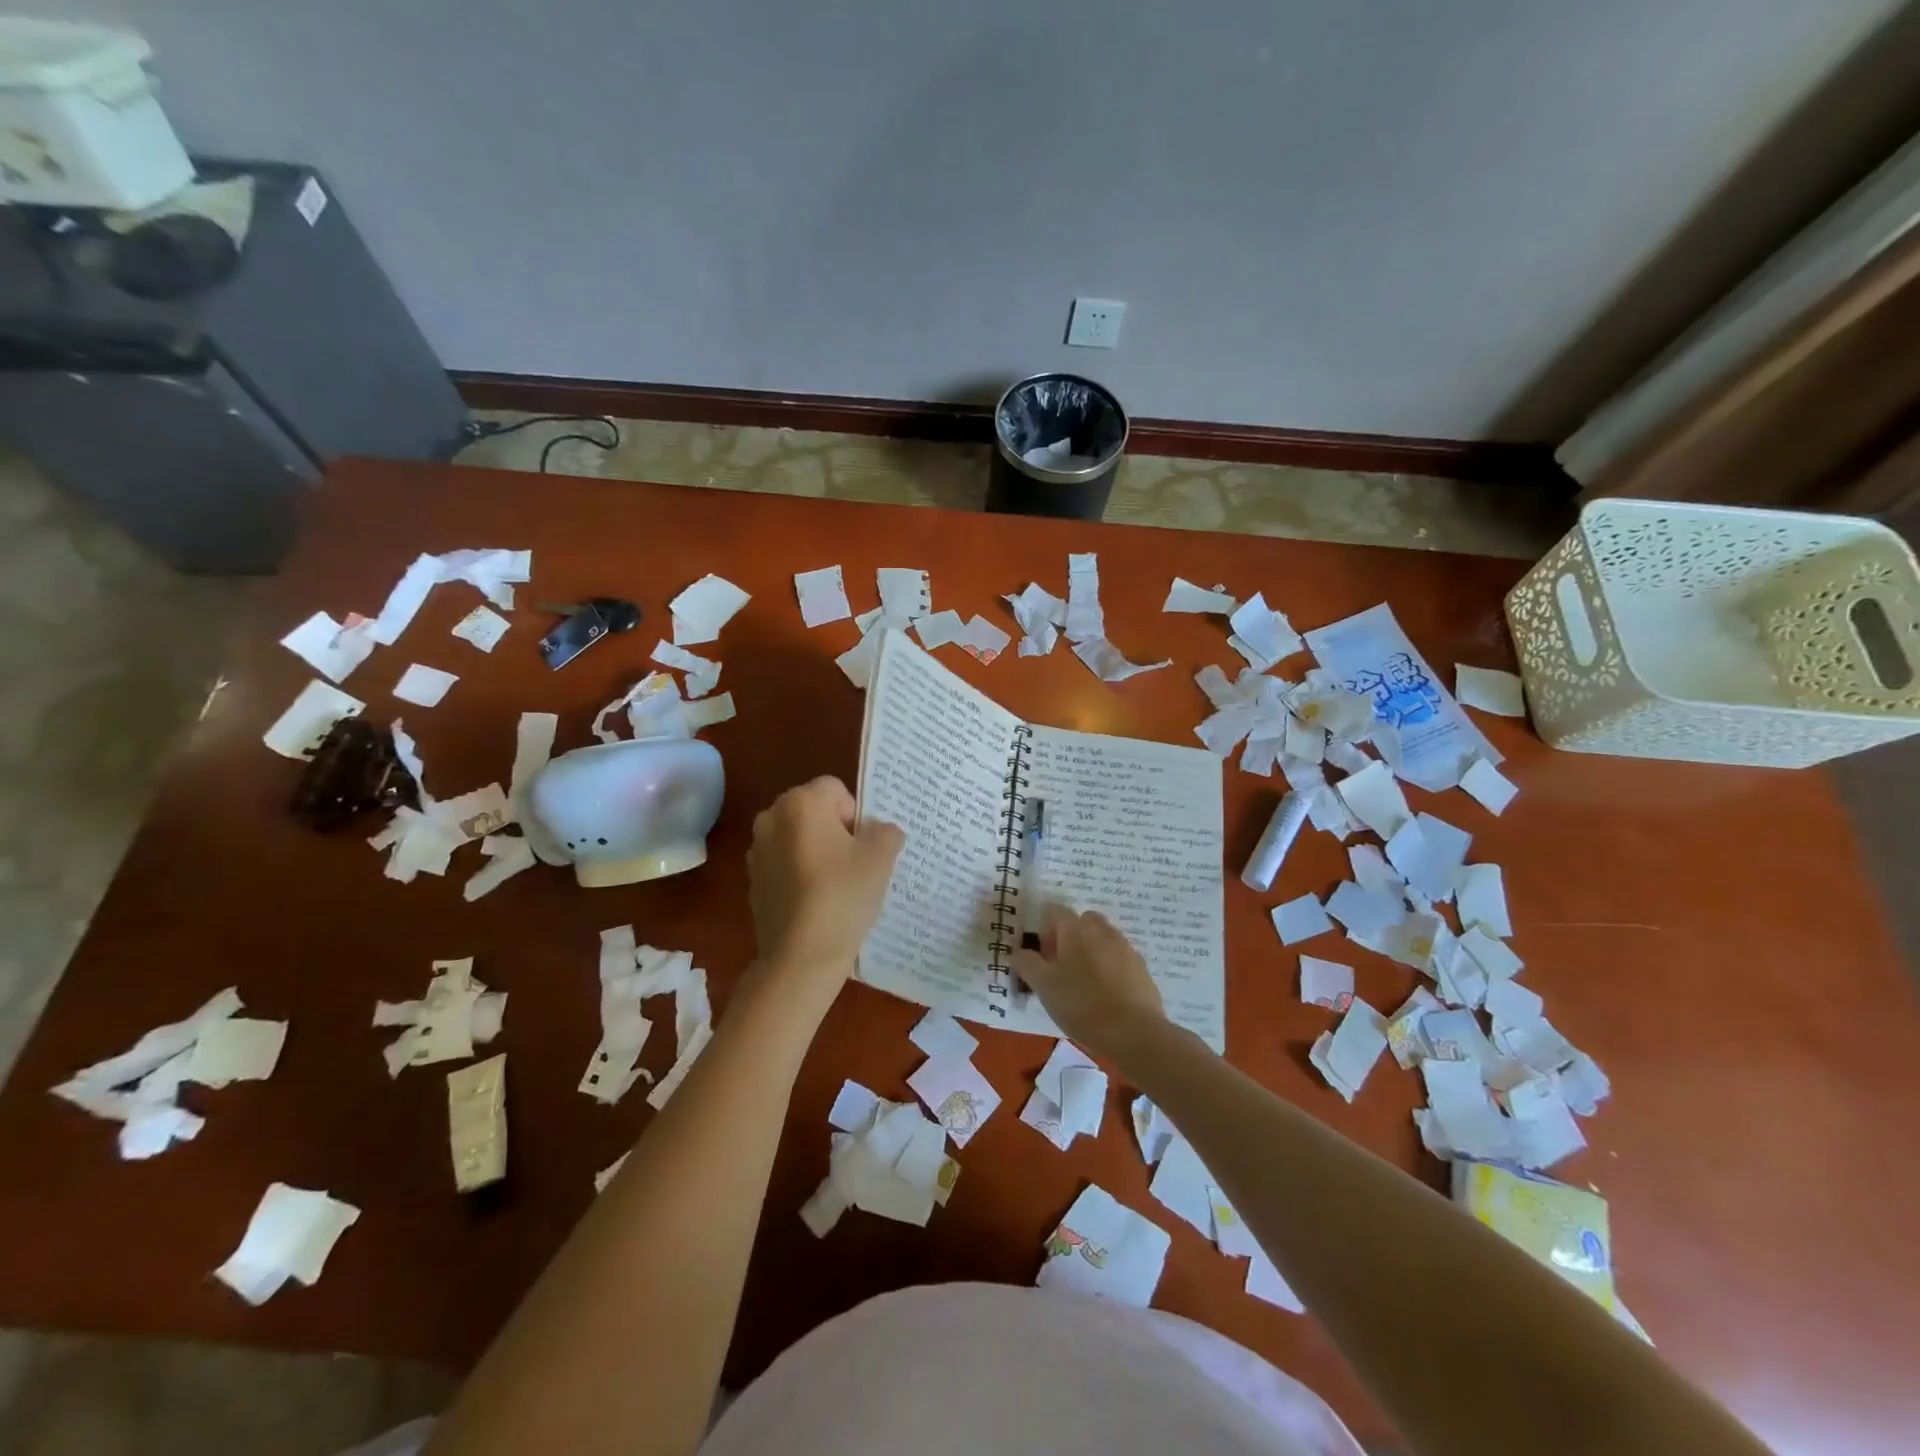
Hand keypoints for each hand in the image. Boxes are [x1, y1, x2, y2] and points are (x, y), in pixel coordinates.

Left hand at [747, 777, 904, 991]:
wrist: (800, 957)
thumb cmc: (842, 896)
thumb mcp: (880, 859)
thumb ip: (886, 833)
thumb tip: (881, 832)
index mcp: (800, 803)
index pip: (836, 790)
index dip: (856, 815)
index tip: (864, 847)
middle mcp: (771, 818)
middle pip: (814, 811)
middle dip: (836, 831)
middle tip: (855, 864)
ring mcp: (757, 851)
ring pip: (799, 839)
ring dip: (817, 852)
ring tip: (837, 886)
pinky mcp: (753, 881)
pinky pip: (785, 865)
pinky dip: (801, 874)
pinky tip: (816, 903)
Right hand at [1011, 905, 1169, 1060]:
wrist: (1134, 1032)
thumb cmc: (1082, 1005)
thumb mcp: (1043, 986)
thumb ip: (1027, 964)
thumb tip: (1018, 952)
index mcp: (1076, 929)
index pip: (1054, 911)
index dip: (1044, 930)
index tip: (1043, 957)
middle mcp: (1102, 930)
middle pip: (1082, 921)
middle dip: (1070, 937)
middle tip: (1062, 968)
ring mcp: (1125, 947)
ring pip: (1102, 938)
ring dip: (1091, 951)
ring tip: (1085, 984)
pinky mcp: (1141, 967)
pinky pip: (1119, 958)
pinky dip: (1110, 967)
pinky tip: (1106, 995)